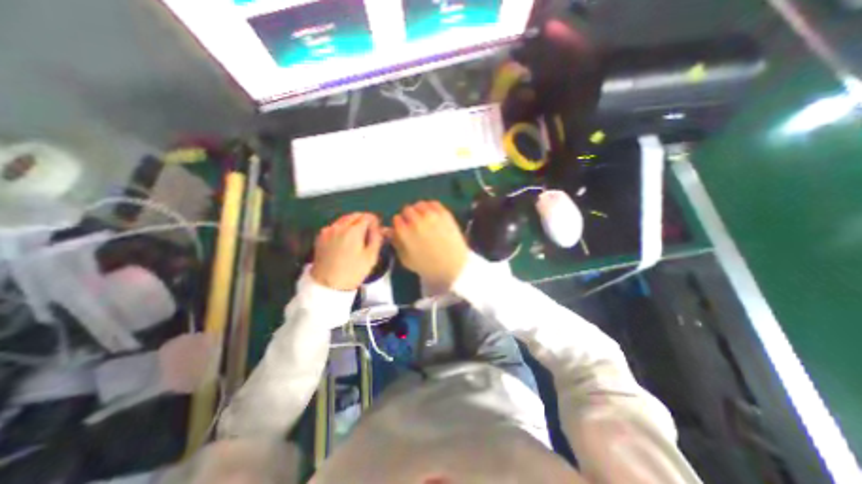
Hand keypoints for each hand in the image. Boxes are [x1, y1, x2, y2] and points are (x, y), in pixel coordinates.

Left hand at [308, 212, 376, 290]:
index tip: (378, 226)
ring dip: (353, 222)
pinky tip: (345, 237)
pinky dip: (342, 227)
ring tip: (358, 233)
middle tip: (370, 228)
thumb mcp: (371, 257)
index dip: (375, 220)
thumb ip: (376, 238)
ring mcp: (328, 230)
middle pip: (354, 215)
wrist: (328, 284)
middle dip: (364, 219)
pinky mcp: (321, 236)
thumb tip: (378, 227)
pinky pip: (335, 226)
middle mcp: (339, 226)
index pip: (367, 217)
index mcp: (353, 230)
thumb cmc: (353, 271)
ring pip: (344, 219)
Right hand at [392, 199, 468, 289]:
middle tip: (413, 224)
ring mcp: (431, 216)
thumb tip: (390, 231)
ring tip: (423, 219)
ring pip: (420, 204)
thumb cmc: (428, 266)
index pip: (396, 219)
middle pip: (407, 210)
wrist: (453, 266)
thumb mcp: (406, 259)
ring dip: (419, 211)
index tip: (403, 228)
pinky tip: (432, 216)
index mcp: (405, 233)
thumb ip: (396, 243)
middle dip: (408, 217)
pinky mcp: (444, 214)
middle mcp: (416, 221)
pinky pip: (434, 203)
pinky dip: (431, 208)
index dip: (399, 224)